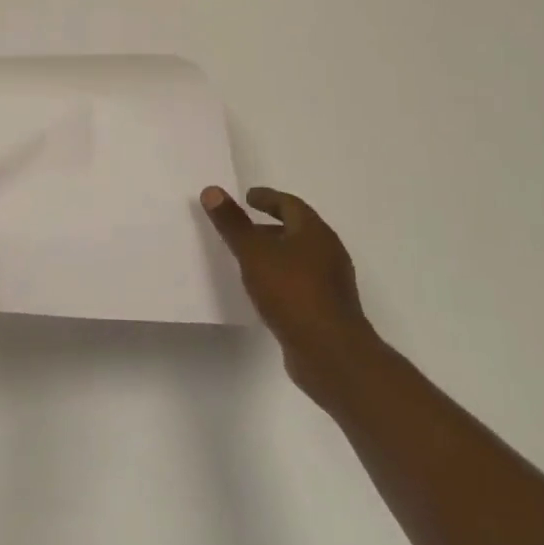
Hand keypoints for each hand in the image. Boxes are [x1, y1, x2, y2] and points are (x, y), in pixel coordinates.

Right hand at [201, 186, 375, 403]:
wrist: (330, 353)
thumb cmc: (291, 292)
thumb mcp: (254, 253)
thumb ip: (232, 223)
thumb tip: (212, 190)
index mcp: (315, 232)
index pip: (290, 204)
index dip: (268, 198)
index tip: (247, 197)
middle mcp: (328, 252)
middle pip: (298, 230)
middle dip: (271, 226)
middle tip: (244, 227)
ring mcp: (331, 282)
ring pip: (300, 257)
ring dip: (276, 253)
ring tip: (249, 259)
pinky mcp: (328, 308)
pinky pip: (301, 282)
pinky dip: (282, 277)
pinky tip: (265, 290)